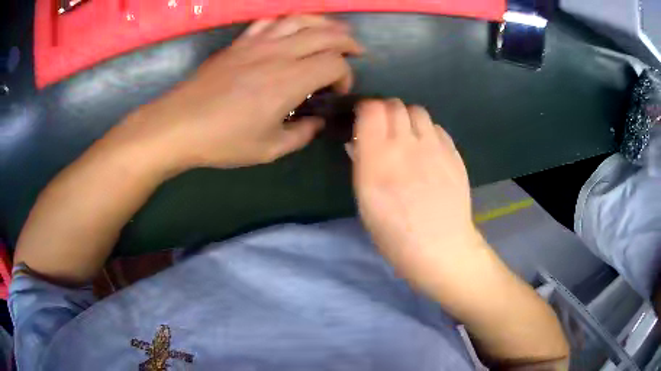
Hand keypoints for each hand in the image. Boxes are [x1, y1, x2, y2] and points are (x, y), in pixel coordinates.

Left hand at [121, 15, 362, 170]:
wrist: (179, 124)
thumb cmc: (223, 140)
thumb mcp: (268, 149)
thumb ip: (301, 134)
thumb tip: (315, 122)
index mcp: (289, 81)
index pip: (334, 63)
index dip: (346, 75)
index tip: (337, 90)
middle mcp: (278, 54)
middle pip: (325, 34)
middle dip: (347, 41)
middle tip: (356, 51)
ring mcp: (257, 43)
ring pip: (300, 19)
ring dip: (324, 23)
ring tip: (333, 32)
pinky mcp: (240, 43)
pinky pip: (270, 21)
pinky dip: (288, 21)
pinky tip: (291, 29)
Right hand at [351, 100, 485, 292]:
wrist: (440, 247)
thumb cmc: (394, 234)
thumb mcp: (365, 201)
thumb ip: (361, 163)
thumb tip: (359, 140)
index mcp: (378, 158)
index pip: (371, 109)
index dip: (364, 109)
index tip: (362, 120)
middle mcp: (407, 144)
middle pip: (394, 104)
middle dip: (385, 111)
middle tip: (383, 129)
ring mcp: (435, 147)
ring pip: (417, 111)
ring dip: (407, 118)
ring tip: (406, 137)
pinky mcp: (453, 153)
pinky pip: (436, 128)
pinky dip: (427, 131)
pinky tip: (427, 150)